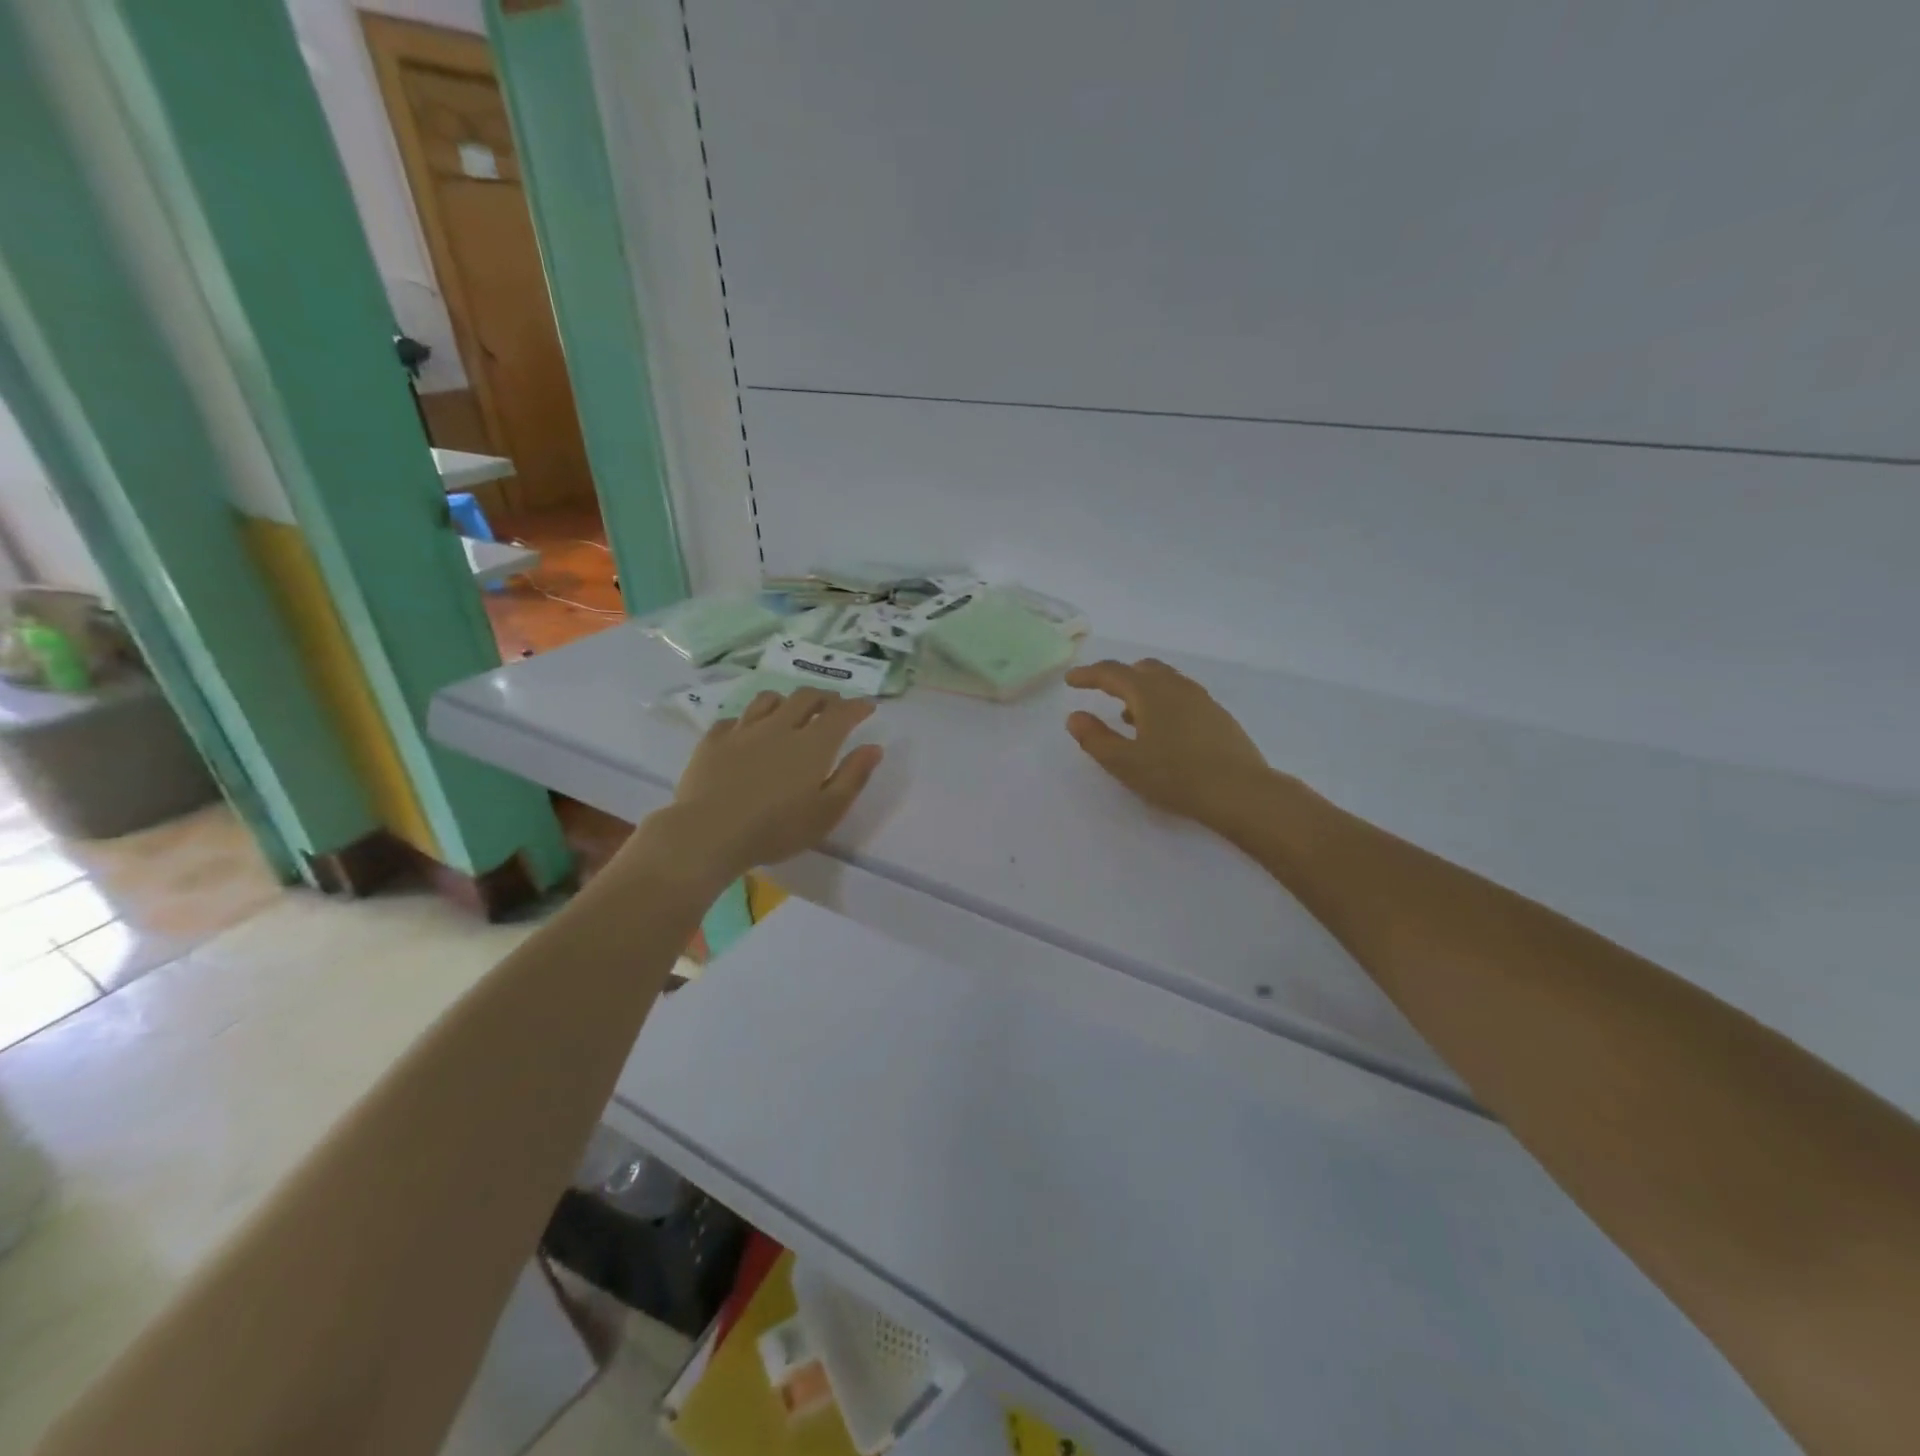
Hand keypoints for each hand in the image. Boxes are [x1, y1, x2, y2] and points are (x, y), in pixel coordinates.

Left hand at [655, 689, 883, 884]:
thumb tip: (874, 748)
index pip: (841, 713)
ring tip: (791, 711)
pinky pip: (734, 719)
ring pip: (768, 700)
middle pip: (805, 697)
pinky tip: (747, 731)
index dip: (857, 706)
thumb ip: (853, 777)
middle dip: (825, 697)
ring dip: (786, 701)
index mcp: (813, 744)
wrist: (709, 833)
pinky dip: (748, 720)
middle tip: (833, 706)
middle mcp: (780, 726)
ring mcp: (743, 730)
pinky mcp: (713, 740)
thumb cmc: (777, 829)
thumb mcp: (827, 812)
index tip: (867, 706)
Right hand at [1065, 659, 1278, 835]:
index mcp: (1149, 692)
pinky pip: (1182, 696)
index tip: (1070, 680)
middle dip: (1118, 676)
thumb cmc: (1175, 776)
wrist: (1239, 791)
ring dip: (1142, 690)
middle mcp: (1176, 687)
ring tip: (1128, 715)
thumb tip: (1075, 717)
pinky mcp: (1218, 716)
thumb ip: (1096, 738)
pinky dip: (1163, 702)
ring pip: (1165, 681)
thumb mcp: (1125, 763)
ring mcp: (1201, 699)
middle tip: (1100, 690)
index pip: (1112, 673)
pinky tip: (1162, 730)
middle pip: (1142, 669)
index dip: (1088, 675)